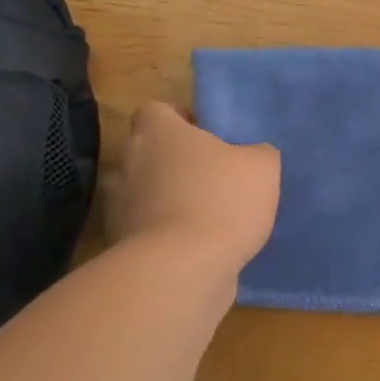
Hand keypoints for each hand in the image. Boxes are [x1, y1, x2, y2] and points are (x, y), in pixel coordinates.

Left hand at [104, 102, 279, 272]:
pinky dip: (163, 237)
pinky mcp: (119, 245)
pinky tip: (194, 250)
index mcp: (157, 132)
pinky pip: (144, 232)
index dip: (179, 120)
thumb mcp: (261, 168)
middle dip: (173, 164)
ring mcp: (118, 206)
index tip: (205, 138)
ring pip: (142, 194)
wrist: (182, 269)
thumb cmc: (221, 202)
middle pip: (147, 153)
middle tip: (210, 179)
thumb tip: (252, 156)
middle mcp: (128, 162)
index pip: (155, 111)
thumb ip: (257, 154)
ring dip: (165, 201)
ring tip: (202, 219)